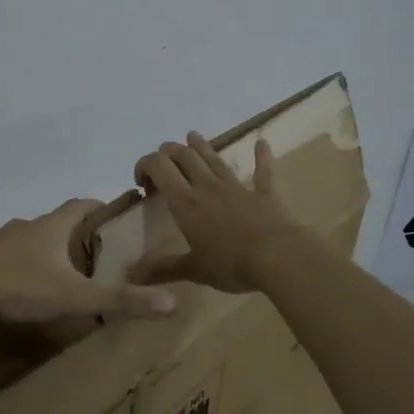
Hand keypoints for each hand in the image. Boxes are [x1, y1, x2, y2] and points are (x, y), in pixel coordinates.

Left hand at [0, 199, 179, 323]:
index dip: (103, 207)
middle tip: (102, 255)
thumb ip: (120, 300)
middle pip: (59, 222)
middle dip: (80, 234)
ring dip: (52, 251)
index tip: (120, 216)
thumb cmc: (17, 286)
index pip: (83, 204)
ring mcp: (1, 242)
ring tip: (69, 275)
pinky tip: (30, 289)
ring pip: (34, 241)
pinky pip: (12, 258)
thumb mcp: (74, 296)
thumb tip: (173, 303)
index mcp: (51, 226)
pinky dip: (27, 267)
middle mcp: (27, 227)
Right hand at [132, 133, 305, 292]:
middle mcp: (208, 187)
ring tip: (192, 136)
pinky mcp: (264, 193)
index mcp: (186, 203)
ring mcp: (237, 186)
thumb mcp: (194, 270)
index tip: (141, 183)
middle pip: (184, 156)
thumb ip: (164, 269)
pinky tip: (262, 142)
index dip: (145, 165)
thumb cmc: (231, 264)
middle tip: (163, 162)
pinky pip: (262, 170)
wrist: (279, 257)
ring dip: (201, 145)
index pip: (159, 168)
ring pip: (214, 158)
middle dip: (169, 153)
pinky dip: (261, 156)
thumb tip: (134, 276)